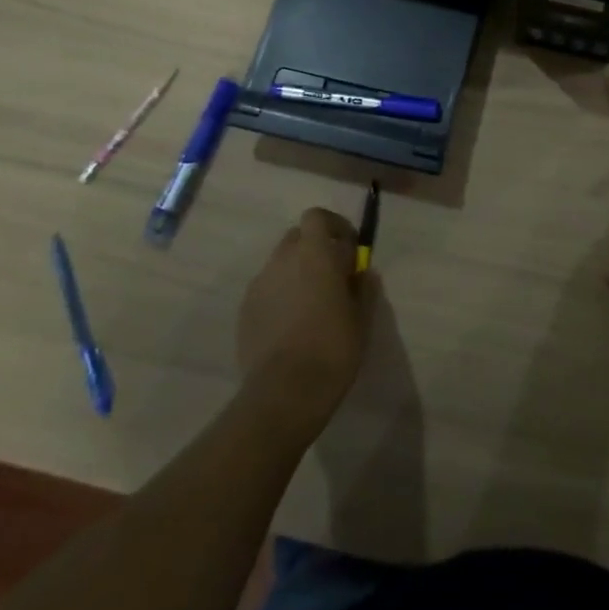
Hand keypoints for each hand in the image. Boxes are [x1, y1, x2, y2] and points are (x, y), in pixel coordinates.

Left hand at [237, 208, 371, 434]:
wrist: (284, 392)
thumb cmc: (333, 348)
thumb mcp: (362, 317)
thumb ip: (363, 286)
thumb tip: (362, 271)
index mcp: (315, 253)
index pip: (317, 217)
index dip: (334, 227)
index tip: (349, 249)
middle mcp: (283, 259)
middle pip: (297, 237)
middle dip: (314, 248)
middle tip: (332, 276)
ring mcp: (260, 284)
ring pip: (280, 264)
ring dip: (297, 272)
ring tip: (311, 305)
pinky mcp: (245, 310)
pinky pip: (267, 290)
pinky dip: (280, 296)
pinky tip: (291, 326)